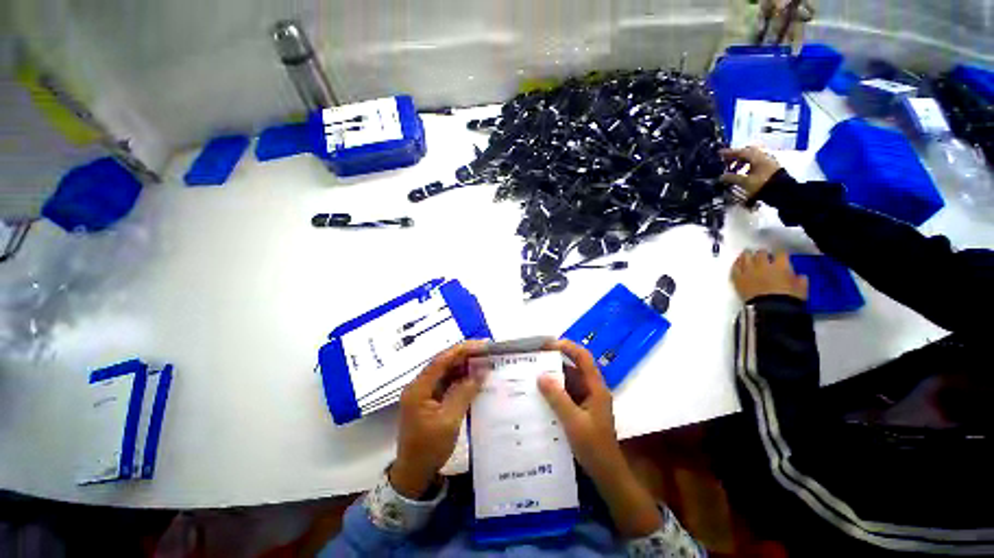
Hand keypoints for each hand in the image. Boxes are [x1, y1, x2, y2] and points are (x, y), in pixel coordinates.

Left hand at [390, 340, 487, 498]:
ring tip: (484, 361)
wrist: (414, 473)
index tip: (482, 345)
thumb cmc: (429, 448)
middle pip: (443, 363)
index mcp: (419, 388)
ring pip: (446, 371)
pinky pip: (447, 382)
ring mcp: (424, 392)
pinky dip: (461, 379)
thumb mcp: (449, 421)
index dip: (462, 350)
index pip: (441, 360)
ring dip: (464, 366)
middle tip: (487, 351)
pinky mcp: (430, 399)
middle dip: (465, 355)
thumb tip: (481, 371)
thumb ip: (464, 392)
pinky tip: (475, 377)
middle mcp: (419, 385)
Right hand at [536, 340, 621, 480]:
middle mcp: (591, 389)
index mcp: (595, 388)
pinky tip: (538, 394)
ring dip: (552, 377)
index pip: (583, 358)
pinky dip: (553, 391)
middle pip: (574, 368)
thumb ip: (557, 398)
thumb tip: (540, 375)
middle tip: (534, 359)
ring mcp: (586, 400)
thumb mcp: (573, 422)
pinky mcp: (580, 410)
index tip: (547, 345)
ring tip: (531, 373)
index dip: (567, 347)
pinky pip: (565, 394)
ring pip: (568, 381)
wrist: (607, 475)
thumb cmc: (594, 448)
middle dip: (555, 361)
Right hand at [719, 146, 782, 200]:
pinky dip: (747, 165)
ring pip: (751, 158)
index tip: (719, 153)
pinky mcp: (769, 168)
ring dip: (741, 161)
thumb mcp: (745, 182)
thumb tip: (721, 176)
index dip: (729, 152)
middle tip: (726, 160)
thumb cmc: (762, 184)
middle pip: (747, 153)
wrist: (782, 191)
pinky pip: (755, 163)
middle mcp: (762, 156)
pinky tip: (743, 172)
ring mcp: (767, 162)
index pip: (740, 152)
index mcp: (756, 157)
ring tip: (732, 168)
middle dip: (736, 156)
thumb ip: (732, 178)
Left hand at [732, 250, 808, 301]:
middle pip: (760, 253)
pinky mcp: (737, 279)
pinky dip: (736, 265)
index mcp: (780, 266)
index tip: (780, 256)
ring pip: (745, 257)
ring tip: (748, 255)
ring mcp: (748, 271)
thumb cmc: (788, 300)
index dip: (780, 253)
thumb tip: (800, 276)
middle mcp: (762, 265)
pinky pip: (734, 268)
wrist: (769, 310)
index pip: (780, 253)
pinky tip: (738, 264)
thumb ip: (800, 280)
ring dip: (747, 255)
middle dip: (763, 253)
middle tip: (764, 256)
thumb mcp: (801, 290)